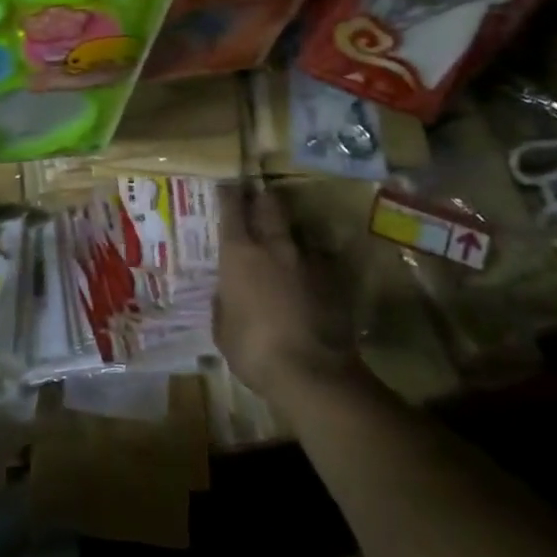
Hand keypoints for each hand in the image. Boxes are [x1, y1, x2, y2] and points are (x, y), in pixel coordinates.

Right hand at [215, 187, 362, 403]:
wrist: (312, 372)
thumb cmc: (253, 349)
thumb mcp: (223, 329)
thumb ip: (224, 303)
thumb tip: (227, 293)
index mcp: (239, 254)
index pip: (232, 210)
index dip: (229, 194)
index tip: (227, 184)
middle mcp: (274, 247)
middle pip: (270, 206)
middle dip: (262, 197)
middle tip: (257, 194)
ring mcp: (308, 261)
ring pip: (297, 231)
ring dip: (288, 230)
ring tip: (283, 236)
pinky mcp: (333, 280)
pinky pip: (317, 260)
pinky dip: (310, 262)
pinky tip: (307, 274)